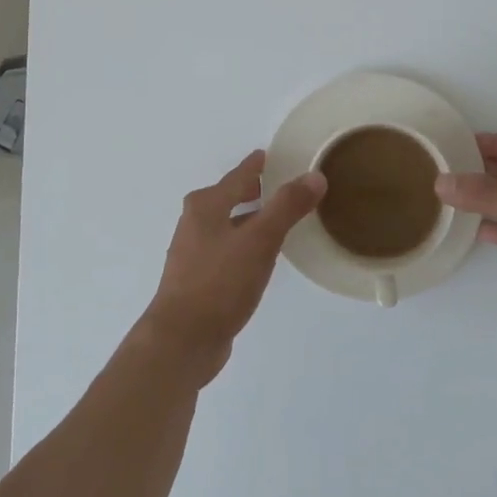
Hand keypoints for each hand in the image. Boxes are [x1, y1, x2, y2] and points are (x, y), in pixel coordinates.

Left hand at [140, 151, 326, 382]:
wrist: (181, 340)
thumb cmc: (219, 282)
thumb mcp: (259, 241)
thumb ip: (287, 207)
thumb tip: (314, 176)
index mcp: (206, 206)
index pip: (238, 176)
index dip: (257, 165)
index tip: (271, 155)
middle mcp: (195, 223)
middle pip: (228, 198)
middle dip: (253, 191)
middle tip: (282, 187)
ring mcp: (193, 253)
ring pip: (228, 225)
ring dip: (250, 219)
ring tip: (279, 221)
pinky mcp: (198, 280)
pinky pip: (227, 250)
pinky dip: (245, 244)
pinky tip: (261, 259)